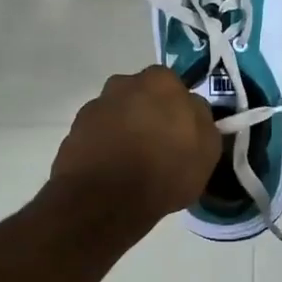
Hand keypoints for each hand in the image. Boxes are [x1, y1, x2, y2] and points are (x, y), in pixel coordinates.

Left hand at [51, 66, 221, 221]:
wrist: (105, 199)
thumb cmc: (165, 170)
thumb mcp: (207, 150)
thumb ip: (202, 120)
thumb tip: (192, 108)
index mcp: (161, 82)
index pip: (174, 87)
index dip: (178, 110)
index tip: (181, 133)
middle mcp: (124, 84)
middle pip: (142, 96)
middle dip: (149, 114)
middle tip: (158, 146)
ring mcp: (95, 106)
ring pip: (118, 114)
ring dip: (125, 130)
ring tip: (133, 163)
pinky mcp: (73, 131)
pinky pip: (98, 135)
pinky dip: (105, 147)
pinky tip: (113, 171)